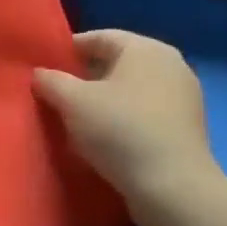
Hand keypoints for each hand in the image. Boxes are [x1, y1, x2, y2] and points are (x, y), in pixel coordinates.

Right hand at [35, 30, 219, 201]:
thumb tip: (40, 74)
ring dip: (102, 99)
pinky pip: (144, 112)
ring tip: (74, 118)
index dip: (67, 50)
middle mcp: (170, 64)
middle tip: (56, 93)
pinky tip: (102, 137)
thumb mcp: (71, 100)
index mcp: (146, 49)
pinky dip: (122, 118)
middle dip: (84, 76)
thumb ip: (50, 80)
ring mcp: (183, 97)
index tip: (44, 69)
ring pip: (130, 89)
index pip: (98, 37)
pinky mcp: (186, 127)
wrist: (173, 188)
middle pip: (116, 63)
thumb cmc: (120, 130)